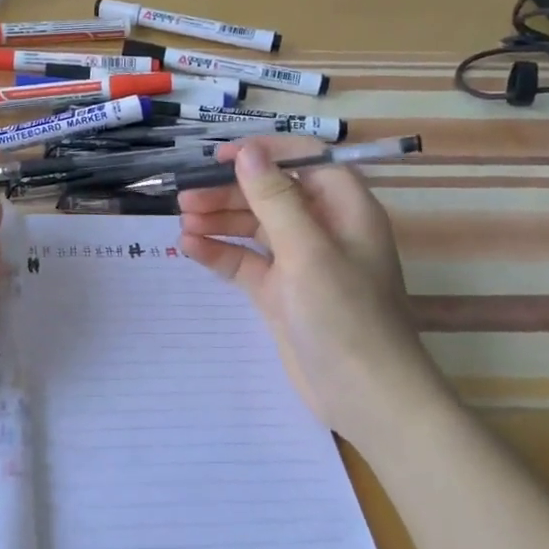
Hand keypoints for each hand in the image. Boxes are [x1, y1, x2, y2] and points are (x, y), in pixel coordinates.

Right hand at [178, 136, 437, 435]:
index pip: (304, 161)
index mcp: (344, 209)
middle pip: (271, 195)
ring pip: (254, 227)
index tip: (221, 158)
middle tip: (186, 197)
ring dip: (220, 220)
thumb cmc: (344, 315)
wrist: (366, 396)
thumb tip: (247, 152)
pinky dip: (220, 253)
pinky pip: (246, 262)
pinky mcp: (281, 293)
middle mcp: (322, 229)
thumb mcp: (307, 251)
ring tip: (182, 220)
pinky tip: (190, 248)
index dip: (264, 154)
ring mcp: (300, 263)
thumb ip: (275, 198)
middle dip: (230, 192)